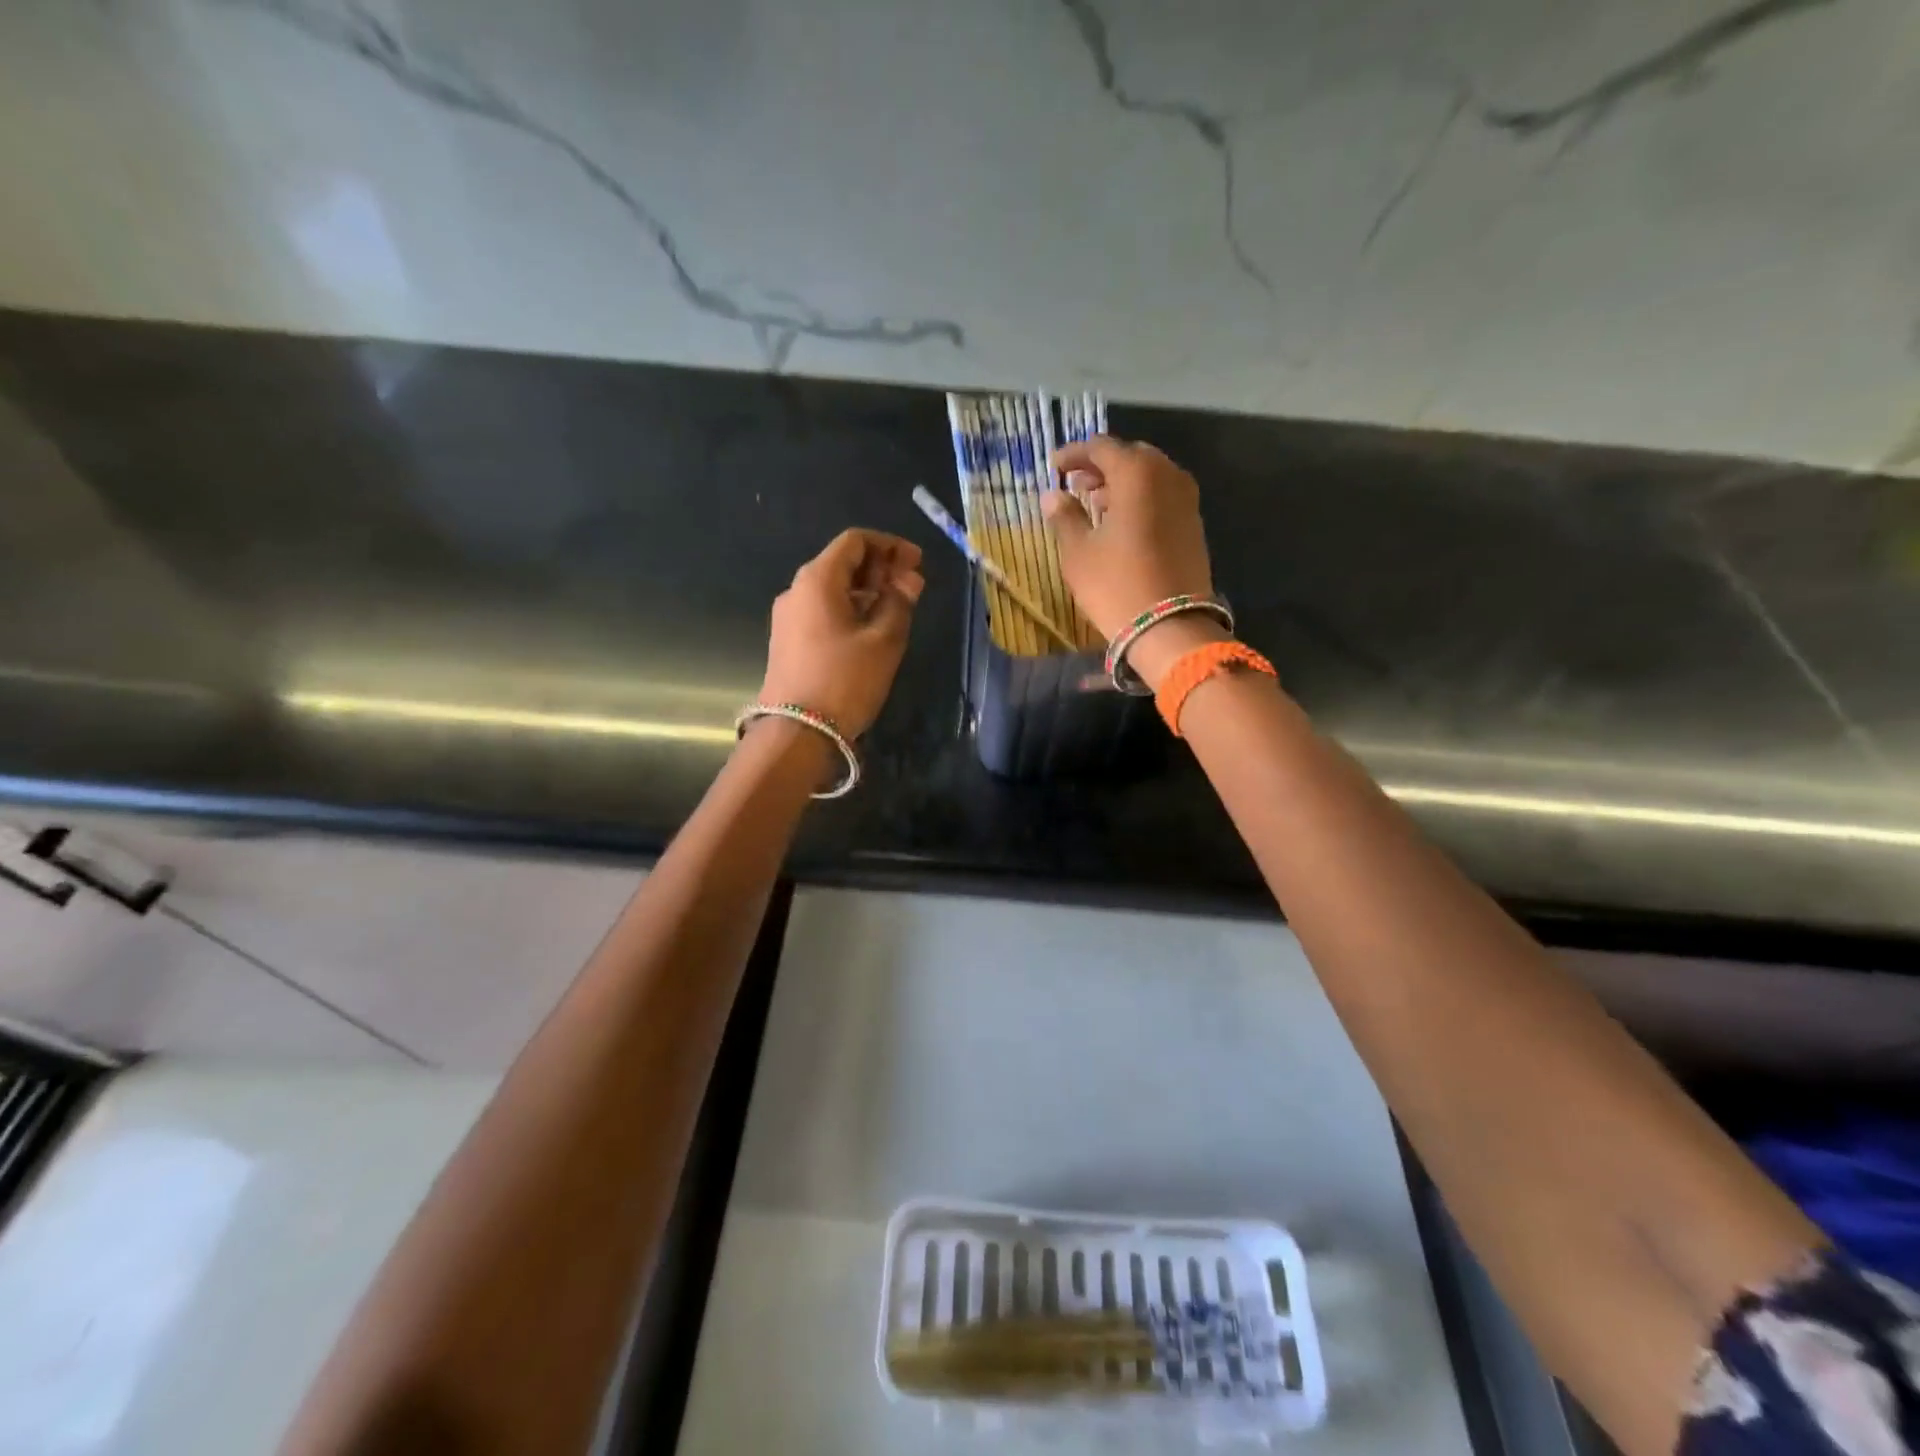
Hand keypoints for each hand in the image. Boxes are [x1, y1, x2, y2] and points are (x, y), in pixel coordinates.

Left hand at [758, 528, 923, 738]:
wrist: (797, 733)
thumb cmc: (845, 680)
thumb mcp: (884, 641)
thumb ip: (899, 602)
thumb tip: (909, 579)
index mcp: (818, 579)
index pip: (855, 541)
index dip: (889, 546)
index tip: (916, 562)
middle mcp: (797, 590)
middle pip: (842, 563)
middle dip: (879, 568)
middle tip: (912, 585)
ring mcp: (788, 617)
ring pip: (832, 589)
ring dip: (866, 591)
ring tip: (897, 609)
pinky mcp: (788, 641)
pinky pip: (823, 611)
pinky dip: (850, 610)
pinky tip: (871, 629)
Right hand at [1042, 437, 1213, 641]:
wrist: (1170, 627)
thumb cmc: (1116, 584)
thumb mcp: (1078, 552)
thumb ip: (1064, 516)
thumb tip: (1052, 495)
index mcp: (1136, 473)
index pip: (1101, 447)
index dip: (1074, 455)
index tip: (1054, 468)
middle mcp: (1167, 475)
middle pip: (1130, 456)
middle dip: (1101, 466)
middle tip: (1076, 485)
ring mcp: (1186, 499)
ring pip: (1150, 476)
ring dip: (1122, 483)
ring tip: (1096, 504)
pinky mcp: (1194, 524)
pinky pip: (1163, 496)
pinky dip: (1141, 499)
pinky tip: (1122, 522)